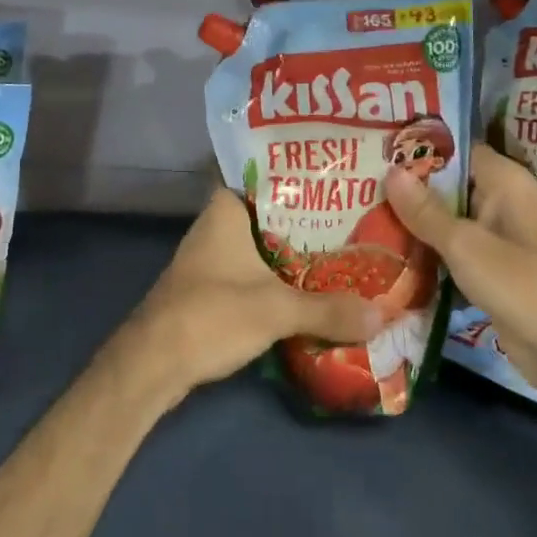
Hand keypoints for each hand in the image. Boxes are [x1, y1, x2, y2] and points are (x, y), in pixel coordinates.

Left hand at [120, 188, 383, 408]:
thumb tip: (383, 315)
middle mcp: (218, 222)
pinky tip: (313, 283)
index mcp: (227, 208)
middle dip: (309, 216)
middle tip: (355, 213)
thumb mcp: (277, 309)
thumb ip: (329, 310)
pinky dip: (281, 274)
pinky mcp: (213, 285)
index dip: (302, 173)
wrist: (154, 363)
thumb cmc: (211, 314)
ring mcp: (213, 255)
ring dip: (296, 249)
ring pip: (264, 242)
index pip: (268, 174)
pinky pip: (256, 268)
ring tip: (345, 246)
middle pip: (271, 211)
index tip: (339, 175)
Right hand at [385, 144, 536, 396]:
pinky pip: (452, 248)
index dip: (418, 147)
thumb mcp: (466, 245)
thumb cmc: (521, 283)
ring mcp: (496, 236)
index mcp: (503, 181)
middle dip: (408, 186)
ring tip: (363, 210)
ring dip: (414, 220)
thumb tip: (390, 171)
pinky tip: (388, 250)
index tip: (377, 146)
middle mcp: (500, 201)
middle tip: (359, 180)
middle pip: (447, 183)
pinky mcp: (490, 268)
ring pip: (446, 218)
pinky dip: (427, 249)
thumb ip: (426, 210)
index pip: (454, 149)